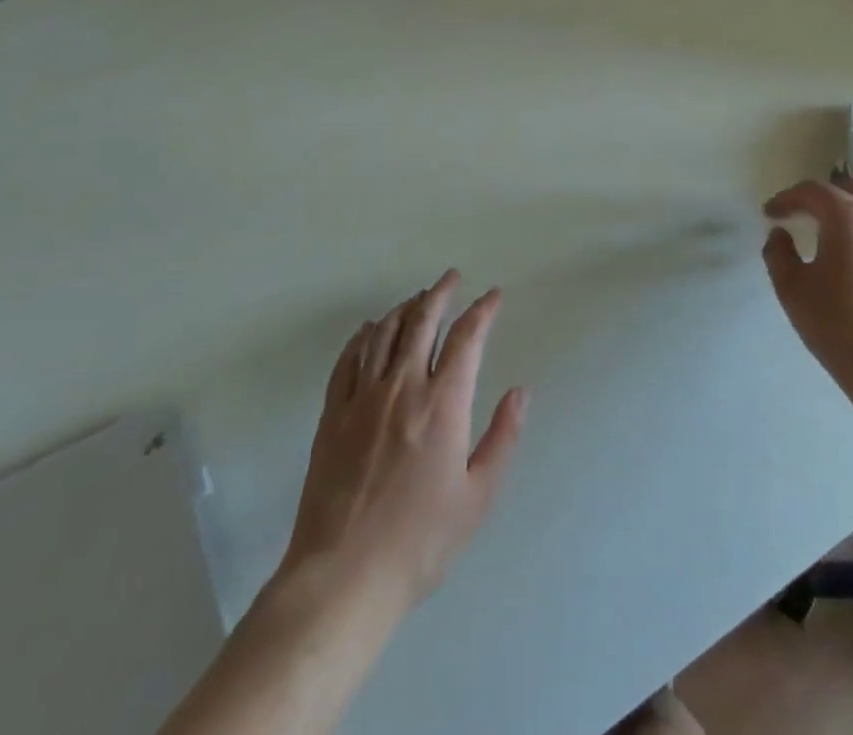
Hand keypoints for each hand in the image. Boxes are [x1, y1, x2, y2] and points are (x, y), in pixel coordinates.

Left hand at [279, 270, 527, 616]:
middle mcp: (402, 387)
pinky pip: (348, 360)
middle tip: (452, 277)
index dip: (482, 311)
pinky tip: (369, 330)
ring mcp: (362, 398)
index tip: (493, 296)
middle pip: (422, 321)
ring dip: (404, 308)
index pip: (467, 338)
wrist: (343, 576)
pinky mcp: (332, 414)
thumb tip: (520, 391)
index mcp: (443, 404)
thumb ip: (502, 437)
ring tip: (417, 298)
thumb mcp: (478, 496)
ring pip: (384, 333)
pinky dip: (362, 337)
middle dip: (441, 293)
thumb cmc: (420, 541)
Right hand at [762, 174, 852, 405]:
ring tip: (830, 228)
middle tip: (799, 213)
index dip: (786, 198)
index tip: (769, 214)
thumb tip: (780, 235)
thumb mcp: (792, 290)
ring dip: (849, 209)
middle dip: (819, 197)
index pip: (812, 191)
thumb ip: (778, 254)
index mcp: (848, 218)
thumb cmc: (839, 327)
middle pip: (848, 190)